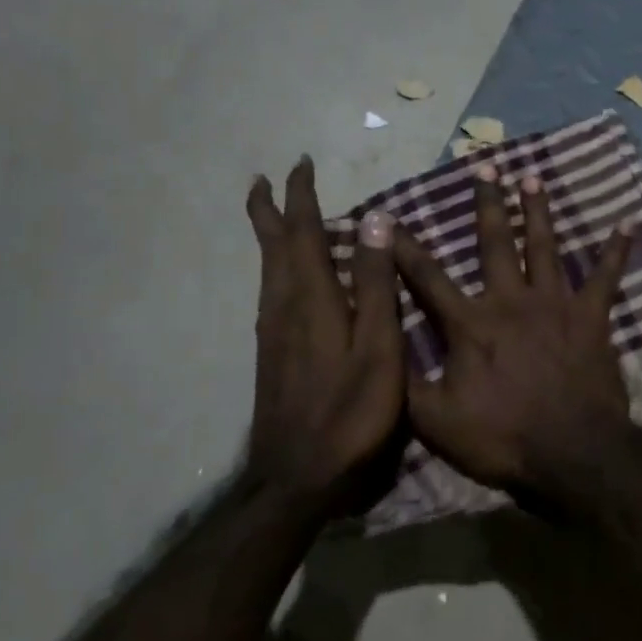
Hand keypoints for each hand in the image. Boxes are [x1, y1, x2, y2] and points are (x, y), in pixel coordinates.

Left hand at [245, 157, 403, 517]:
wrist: (297, 476)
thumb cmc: (350, 414)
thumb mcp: (377, 349)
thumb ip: (374, 285)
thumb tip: (373, 219)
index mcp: (311, 300)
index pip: (302, 234)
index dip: (300, 198)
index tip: (299, 165)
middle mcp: (283, 308)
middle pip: (273, 248)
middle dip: (270, 211)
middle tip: (264, 180)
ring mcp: (273, 334)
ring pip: (268, 271)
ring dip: (270, 238)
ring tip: (272, 217)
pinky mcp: (272, 356)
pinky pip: (271, 294)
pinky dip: (276, 269)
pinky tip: (285, 279)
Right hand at [392, 163, 633, 504]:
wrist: (572, 452)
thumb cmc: (503, 437)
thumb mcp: (436, 422)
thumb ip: (406, 383)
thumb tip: (381, 348)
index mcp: (471, 324)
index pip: (428, 278)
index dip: (404, 248)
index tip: (388, 216)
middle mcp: (511, 301)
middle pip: (495, 243)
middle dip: (487, 204)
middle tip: (485, 165)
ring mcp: (555, 304)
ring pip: (544, 247)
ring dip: (538, 212)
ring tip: (533, 179)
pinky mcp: (591, 317)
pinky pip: (606, 277)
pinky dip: (616, 251)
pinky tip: (628, 223)